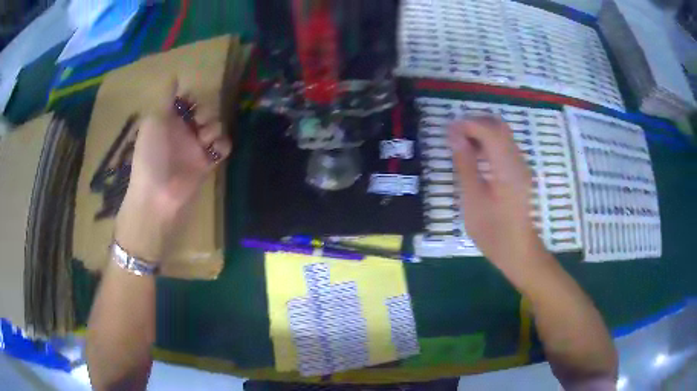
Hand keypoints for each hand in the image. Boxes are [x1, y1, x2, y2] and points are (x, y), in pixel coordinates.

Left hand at [127, 80, 231, 215]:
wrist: (159, 194)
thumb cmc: (152, 154)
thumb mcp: (154, 120)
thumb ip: (166, 97)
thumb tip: (174, 75)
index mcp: (169, 119)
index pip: (187, 100)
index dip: (192, 98)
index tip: (191, 103)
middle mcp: (183, 130)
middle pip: (205, 110)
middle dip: (206, 111)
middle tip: (199, 122)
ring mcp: (196, 146)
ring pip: (216, 125)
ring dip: (214, 127)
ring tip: (204, 139)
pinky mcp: (208, 162)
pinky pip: (222, 146)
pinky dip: (222, 145)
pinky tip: (214, 151)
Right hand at [448, 117, 544, 275]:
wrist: (518, 251)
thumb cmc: (493, 231)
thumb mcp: (473, 199)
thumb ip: (465, 164)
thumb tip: (454, 135)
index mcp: (507, 167)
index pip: (489, 129)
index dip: (468, 124)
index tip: (448, 130)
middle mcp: (517, 160)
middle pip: (498, 126)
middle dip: (475, 124)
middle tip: (454, 136)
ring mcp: (520, 165)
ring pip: (502, 134)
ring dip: (481, 132)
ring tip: (460, 146)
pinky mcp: (519, 172)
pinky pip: (504, 147)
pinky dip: (488, 143)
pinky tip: (475, 157)